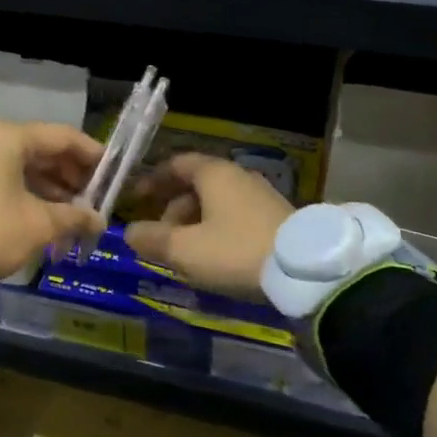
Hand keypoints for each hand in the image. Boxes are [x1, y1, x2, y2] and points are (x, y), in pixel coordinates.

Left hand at [0, 121, 106, 279]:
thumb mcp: (38, 223)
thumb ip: (74, 217)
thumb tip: (99, 220)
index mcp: (11, 137)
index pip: (63, 136)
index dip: (92, 155)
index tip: (113, 175)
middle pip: (44, 150)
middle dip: (72, 176)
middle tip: (94, 200)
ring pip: (25, 167)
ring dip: (52, 189)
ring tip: (74, 215)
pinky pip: (8, 178)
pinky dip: (30, 194)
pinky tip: (47, 217)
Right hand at [123, 152, 293, 299]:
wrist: (306, 271)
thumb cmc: (235, 251)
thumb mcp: (185, 250)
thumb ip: (152, 239)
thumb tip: (130, 232)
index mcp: (214, 173)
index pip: (175, 164)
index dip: (152, 180)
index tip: (135, 199)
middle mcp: (237, 176)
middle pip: (195, 186)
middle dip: (172, 210)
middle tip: (160, 238)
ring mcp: (261, 196)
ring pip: (216, 204)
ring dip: (194, 224)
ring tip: (186, 255)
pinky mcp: (277, 218)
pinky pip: (236, 217)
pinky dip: (217, 231)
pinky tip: (216, 259)